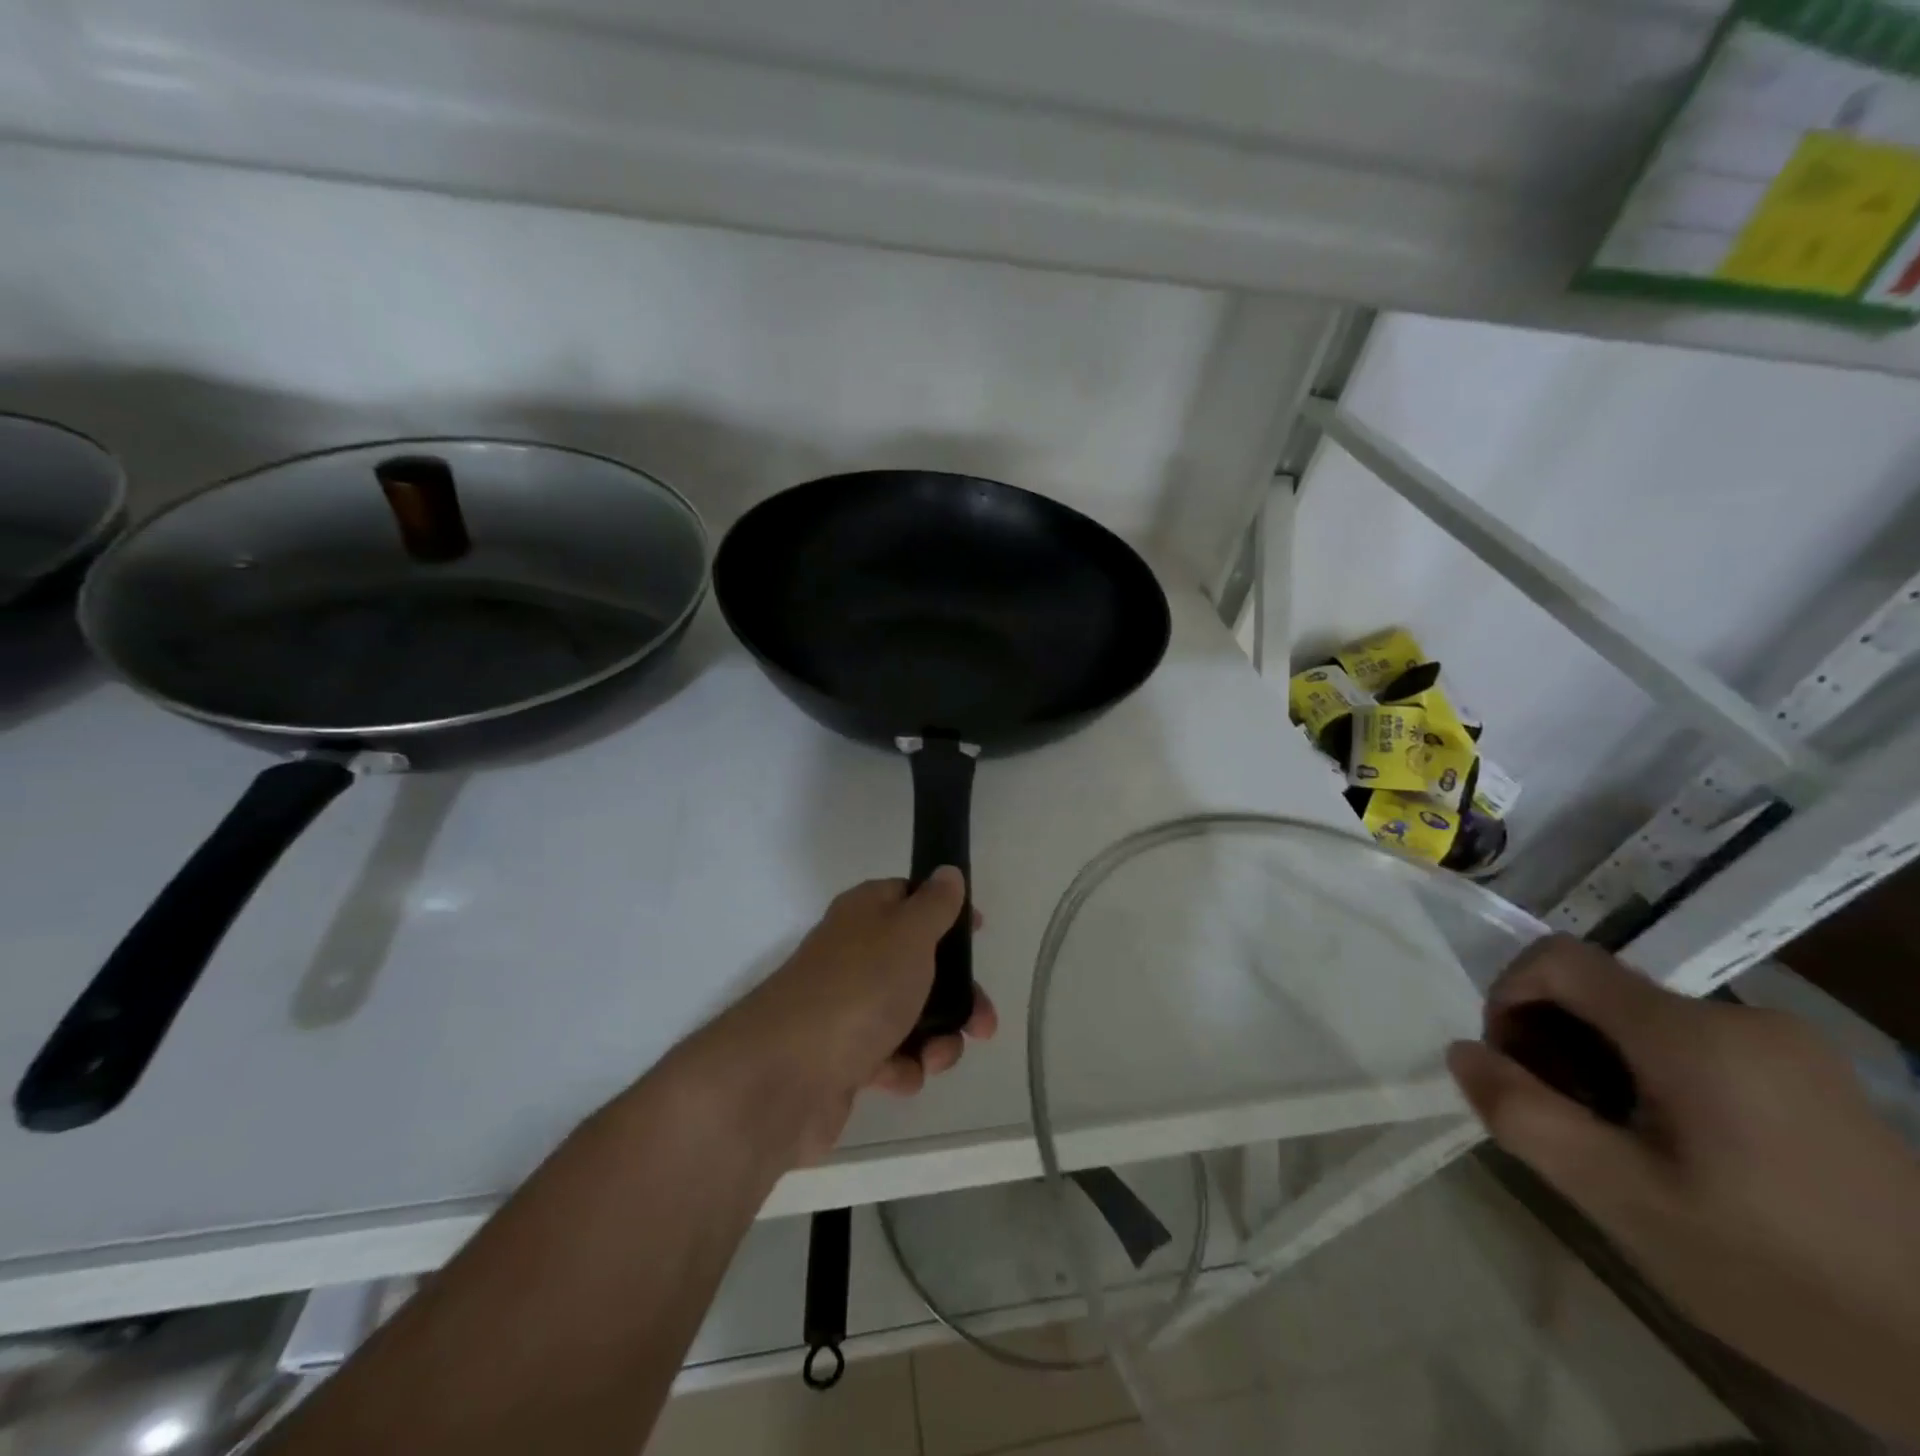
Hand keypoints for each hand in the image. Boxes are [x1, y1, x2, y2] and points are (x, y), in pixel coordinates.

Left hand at [694, 868, 997, 1162]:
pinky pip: (888, 1057)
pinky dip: (900, 1068)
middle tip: (982, 1024)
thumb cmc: (858, 989)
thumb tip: (947, 872)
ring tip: (935, 1058)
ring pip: (910, 1015)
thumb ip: (935, 904)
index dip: (946, 912)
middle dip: (958, 996)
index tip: (977, 932)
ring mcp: (847, 1007)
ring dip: (936, 1040)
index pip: (910, 897)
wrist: (785, 1074)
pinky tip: (896, 1077)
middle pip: (920, 964)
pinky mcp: (842, 1057)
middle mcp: (855, 955)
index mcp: (866, 914)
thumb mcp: (909, 933)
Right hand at [1448, 936, 1919, 1442]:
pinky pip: (1691, 1047)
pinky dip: (1649, 1077)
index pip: (1558, 958)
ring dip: (1598, 1062)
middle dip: (1552, 1040)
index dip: (1507, 994)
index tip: (1510, 1065)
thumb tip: (1463, 1053)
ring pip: (1642, 1021)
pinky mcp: (1812, 1078)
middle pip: (1599, 990)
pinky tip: (1674, 1151)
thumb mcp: (1626, 1204)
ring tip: (1615, 1144)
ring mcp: (1786, 1048)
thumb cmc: (1781, 1277)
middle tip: (1560, 1120)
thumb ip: (1527, 1117)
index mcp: (1692, 1034)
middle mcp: (1740, 1018)